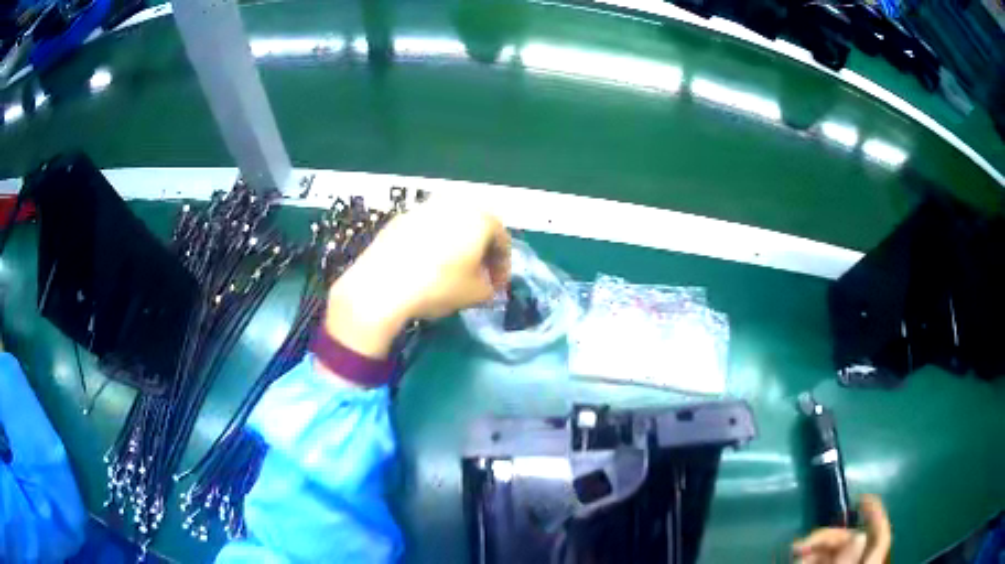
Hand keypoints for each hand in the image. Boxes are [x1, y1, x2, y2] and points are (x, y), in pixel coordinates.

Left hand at [321, 202, 510, 365]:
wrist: (381, 285)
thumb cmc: (438, 286)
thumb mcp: (476, 294)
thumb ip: (490, 287)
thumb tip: (486, 283)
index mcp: (479, 217)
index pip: (502, 240)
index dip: (503, 266)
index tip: (497, 288)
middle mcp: (453, 204)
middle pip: (476, 227)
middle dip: (480, 251)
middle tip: (478, 276)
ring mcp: (423, 207)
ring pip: (449, 225)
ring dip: (456, 245)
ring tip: (451, 270)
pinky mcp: (398, 219)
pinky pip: (425, 230)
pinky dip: (431, 244)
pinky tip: (424, 266)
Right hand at [792, 495, 890, 563]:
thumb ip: (846, 563)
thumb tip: (859, 536)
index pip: (880, 538)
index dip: (876, 515)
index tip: (861, 499)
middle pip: (851, 543)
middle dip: (827, 537)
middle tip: (801, 544)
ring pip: (832, 552)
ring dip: (814, 549)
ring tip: (795, 553)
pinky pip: (820, 562)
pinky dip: (808, 559)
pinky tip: (798, 558)